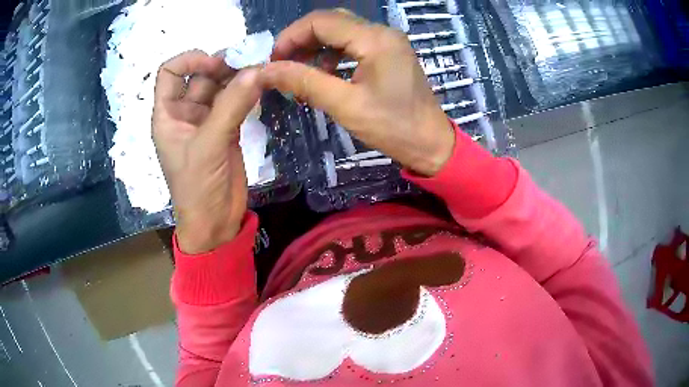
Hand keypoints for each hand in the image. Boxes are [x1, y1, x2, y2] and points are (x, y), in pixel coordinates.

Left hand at [152, 50, 261, 253]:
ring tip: (260, 72)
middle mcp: (185, 113)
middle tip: (248, 65)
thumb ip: (231, 106)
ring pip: (220, 87)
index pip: (170, 72)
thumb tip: (256, 70)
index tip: (216, 64)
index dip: (190, 61)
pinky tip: (261, 87)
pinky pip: (235, 102)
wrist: (214, 222)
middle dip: (221, 66)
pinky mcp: (226, 130)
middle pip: (199, 76)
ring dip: (237, 78)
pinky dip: (247, 93)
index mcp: (168, 115)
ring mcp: (206, 121)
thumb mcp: (208, 145)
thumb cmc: (197, 187)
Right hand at [261, 10, 454, 175]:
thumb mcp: (345, 105)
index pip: (321, 21)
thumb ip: (304, 82)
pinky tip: (324, 74)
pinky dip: (333, 55)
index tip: (273, 61)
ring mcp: (387, 42)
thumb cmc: (393, 128)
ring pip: (341, 32)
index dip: (291, 37)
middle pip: (331, 22)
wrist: (432, 145)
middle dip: (302, 41)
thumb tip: (266, 71)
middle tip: (283, 66)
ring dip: (316, 48)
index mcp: (374, 39)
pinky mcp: (389, 54)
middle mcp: (382, 32)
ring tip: (299, 73)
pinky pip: (354, 44)